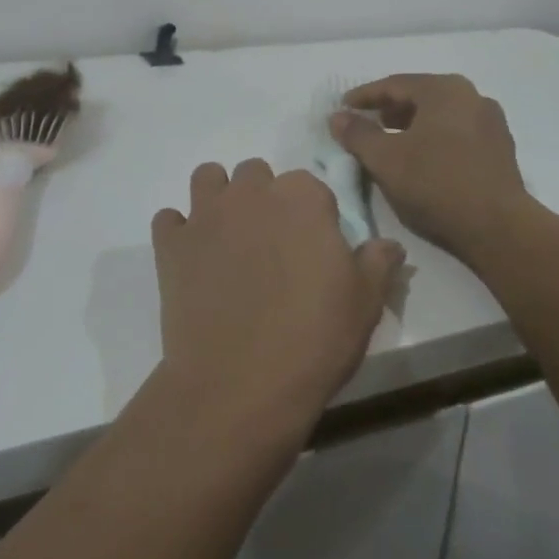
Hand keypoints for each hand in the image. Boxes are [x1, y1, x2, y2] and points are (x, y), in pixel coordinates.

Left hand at [152, 159, 404, 437]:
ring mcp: (205, 215)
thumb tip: (389, 244)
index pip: (310, 185)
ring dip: (219, 198)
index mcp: (301, 197)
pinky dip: (179, 232)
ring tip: (229, 238)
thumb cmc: (313, 339)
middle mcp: (250, 193)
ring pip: (208, 179)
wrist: (239, 383)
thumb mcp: (365, 303)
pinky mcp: (171, 244)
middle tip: (272, 246)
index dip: (313, 215)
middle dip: (264, 199)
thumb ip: (377, 262)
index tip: (315, 247)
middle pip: (256, 174)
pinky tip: (192, 259)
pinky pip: (169, 220)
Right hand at [331, 74, 531, 263]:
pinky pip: (457, 133)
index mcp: (444, 89)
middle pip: (420, 96)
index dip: (364, 96)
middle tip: (364, 123)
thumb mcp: (385, 159)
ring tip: (389, 142)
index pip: (394, 85)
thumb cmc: (435, 184)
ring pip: (440, 115)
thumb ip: (357, 134)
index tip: (342, 108)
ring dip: (411, 125)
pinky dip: (433, 138)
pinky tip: (420, 159)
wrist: (498, 228)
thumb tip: (337, 117)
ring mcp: (491, 122)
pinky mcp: (500, 149)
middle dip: (389, 109)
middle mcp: (472, 96)